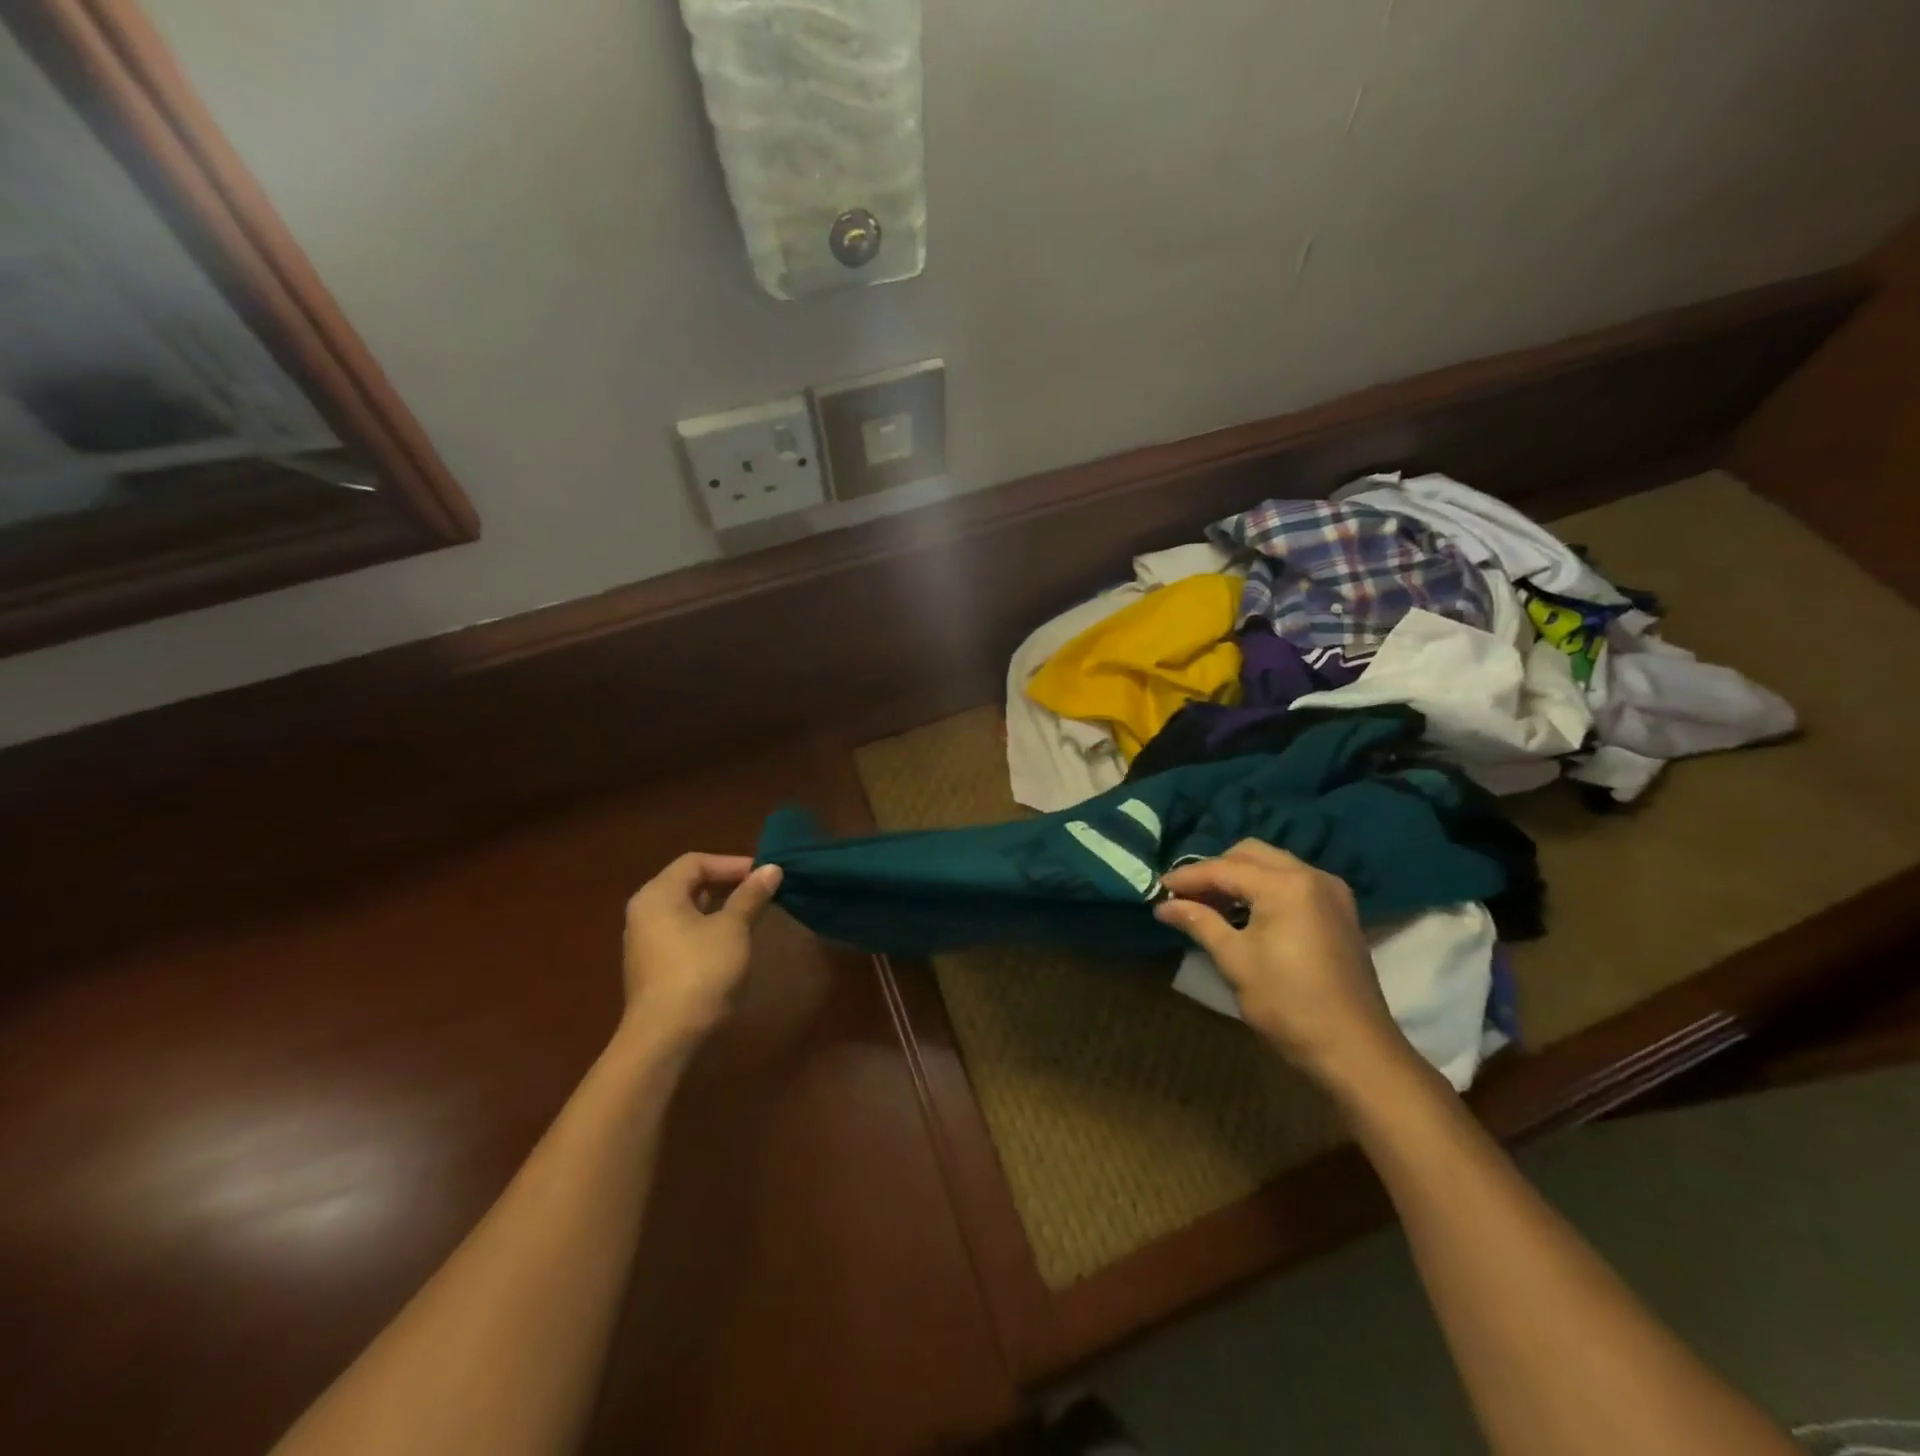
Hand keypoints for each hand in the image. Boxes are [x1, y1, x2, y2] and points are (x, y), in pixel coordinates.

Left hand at [619, 853, 781, 1050]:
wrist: (665, 1038)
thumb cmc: (700, 971)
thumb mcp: (733, 929)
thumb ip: (751, 896)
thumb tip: (772, 869)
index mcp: (657, 894)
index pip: (696, 862)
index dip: (732, 863)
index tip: (764, 875)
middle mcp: (645, 912)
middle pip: (689, 884)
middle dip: (728, 885)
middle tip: (762, 892)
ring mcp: (645, 941)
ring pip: (687, 910)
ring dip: (720, 908)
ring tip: (753, 916)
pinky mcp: (653, 967)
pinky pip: (683, 933)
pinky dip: (708, 929)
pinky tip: (732, 944)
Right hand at [1154, 840, 1412, 1089]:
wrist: (1355, 1051)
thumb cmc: (1288, 1004)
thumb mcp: (1236, 961)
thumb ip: (1199, 922)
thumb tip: (1164, 906)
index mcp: (1286, 885)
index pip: (1224, 869)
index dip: (1187, 877)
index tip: (1158, 889)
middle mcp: (1311, 876)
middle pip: (1251, 854)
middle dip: (1215, 870)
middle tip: (1186, 896)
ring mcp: (1331, 892)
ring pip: (1273, 865)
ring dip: (1240, 878)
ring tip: (1210, 905)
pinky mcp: (1339, 911)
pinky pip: (1292, 882)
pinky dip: (1264, 889)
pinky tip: (1245, 914)